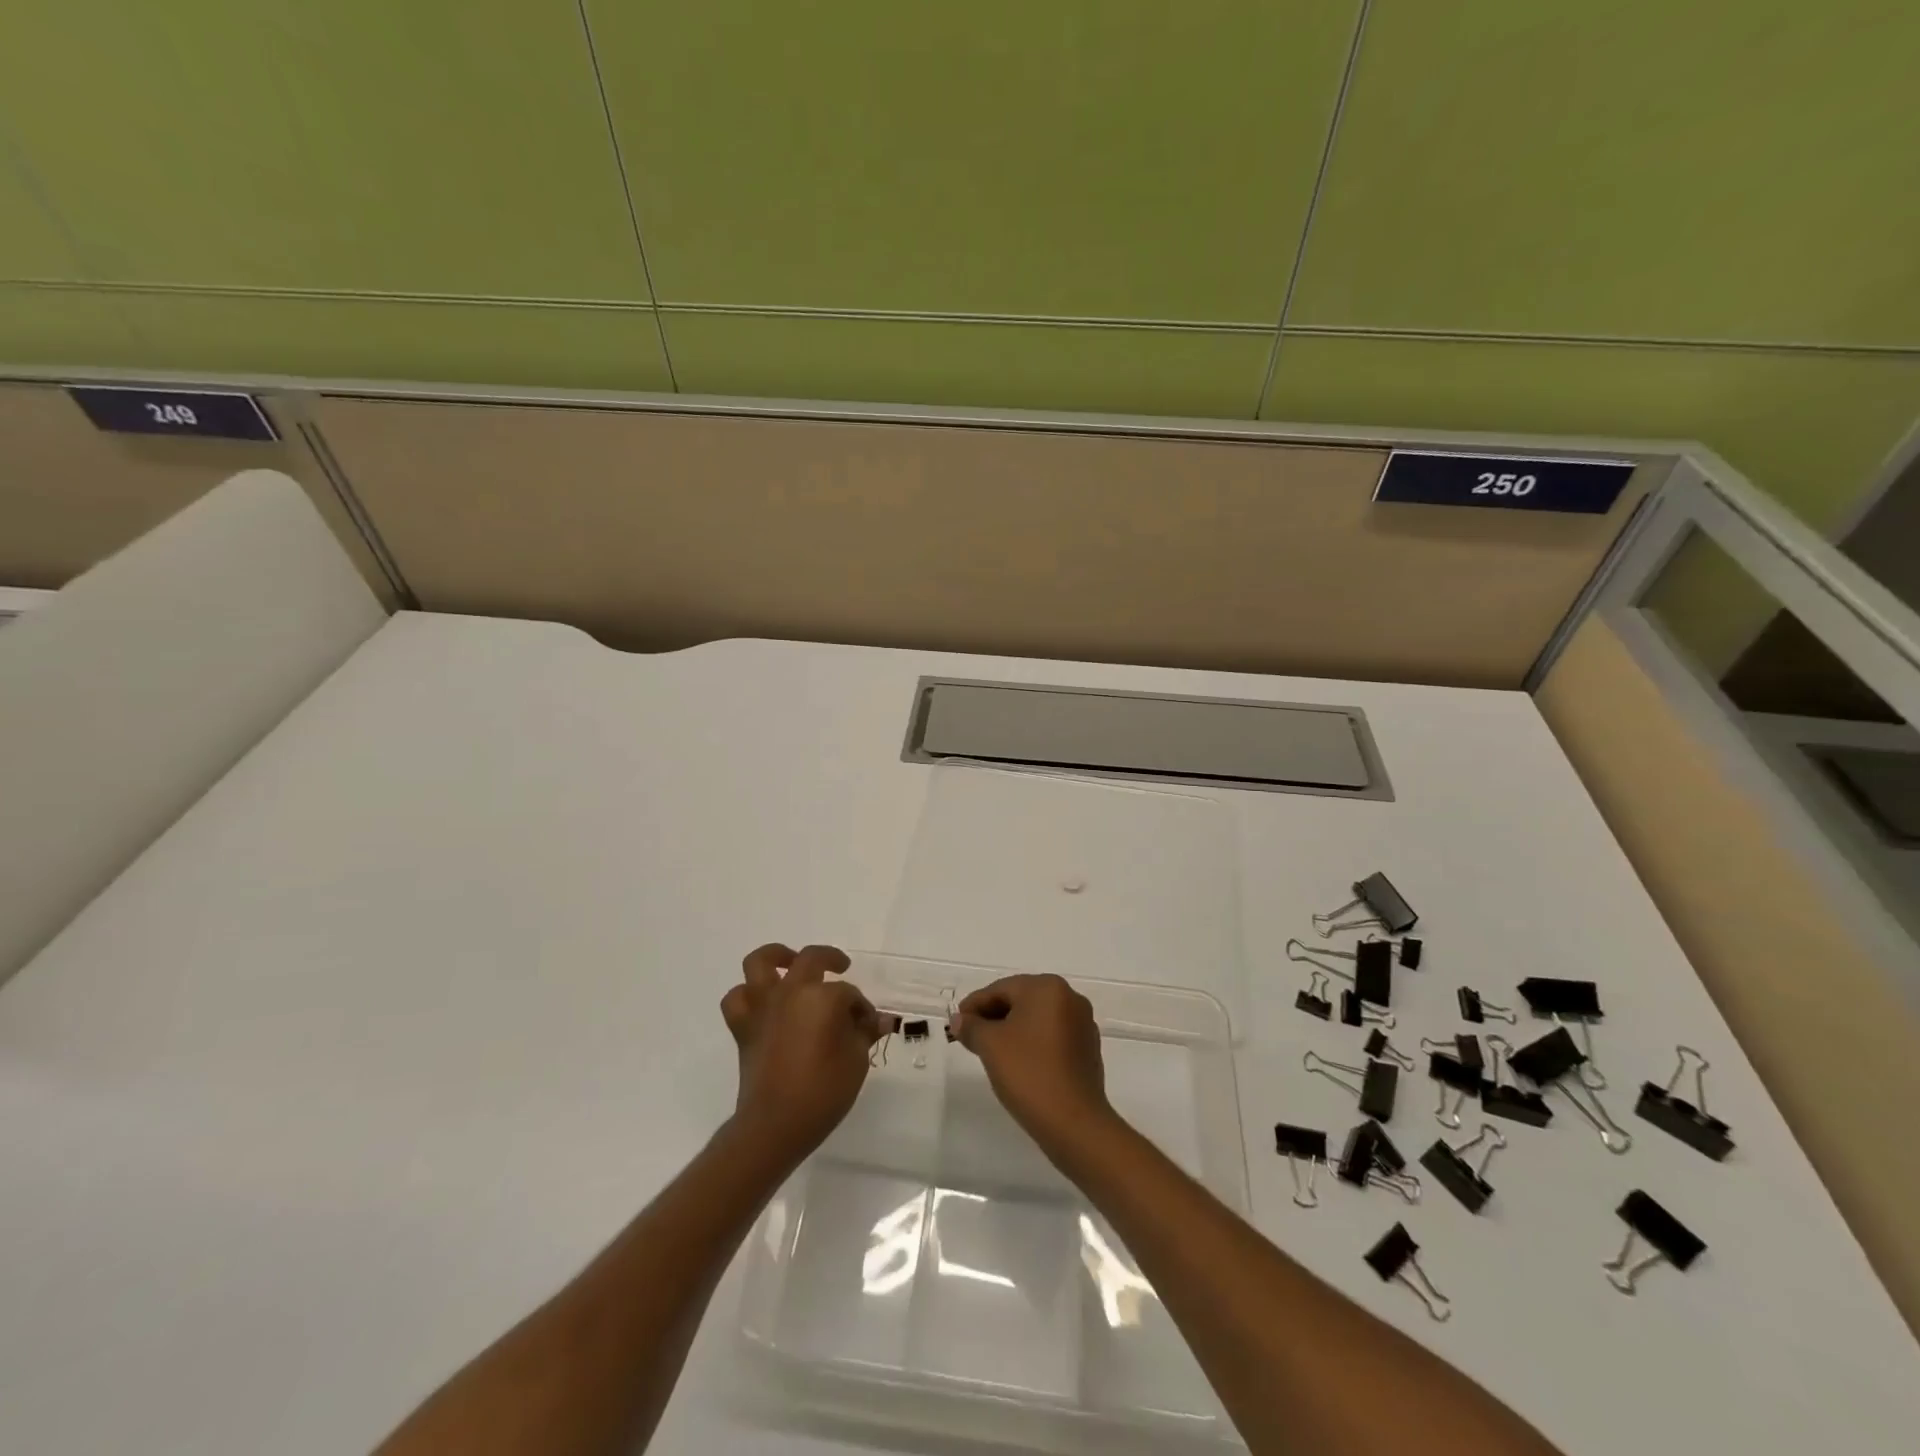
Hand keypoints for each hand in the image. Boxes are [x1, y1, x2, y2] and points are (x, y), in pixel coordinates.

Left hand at [721, 943, 881, 1166]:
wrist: (775, 1125)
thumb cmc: (824, 1092)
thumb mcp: (856, 1061)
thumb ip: (864, 1033)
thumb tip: (879, 1020)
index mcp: (823, 997)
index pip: (848, 994)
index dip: (861, 1008)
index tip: (867, 1025)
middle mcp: (791, 991)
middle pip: (811, 959)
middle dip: (831, 959)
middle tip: (841, 968)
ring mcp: (763, 1005)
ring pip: (761, 962)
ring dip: (777, 957)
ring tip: (790, 963)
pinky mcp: (743, 1026)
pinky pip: (737, 998)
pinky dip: (747, 994)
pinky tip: (762, 1000)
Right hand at [951, 973, 1115, 1157]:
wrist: (1074, 1123)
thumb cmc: (1028, 1073)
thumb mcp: (991, 1046)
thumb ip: (971, 1027)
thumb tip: (960, 1019)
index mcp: (1047, 987)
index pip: (1001, 989)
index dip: (974, 1005)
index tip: (955, 1023)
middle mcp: (1070, 997)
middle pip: (1020, 1000)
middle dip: (993, 1016)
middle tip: (969, 1037)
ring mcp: (1082, 1024)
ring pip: (1036, 1019)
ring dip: (1012, 1030)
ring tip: (990, 1051)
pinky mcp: (1087, 1049)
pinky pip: (1052, 1036)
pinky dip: (1032, 1043)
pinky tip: (1018, 1063)